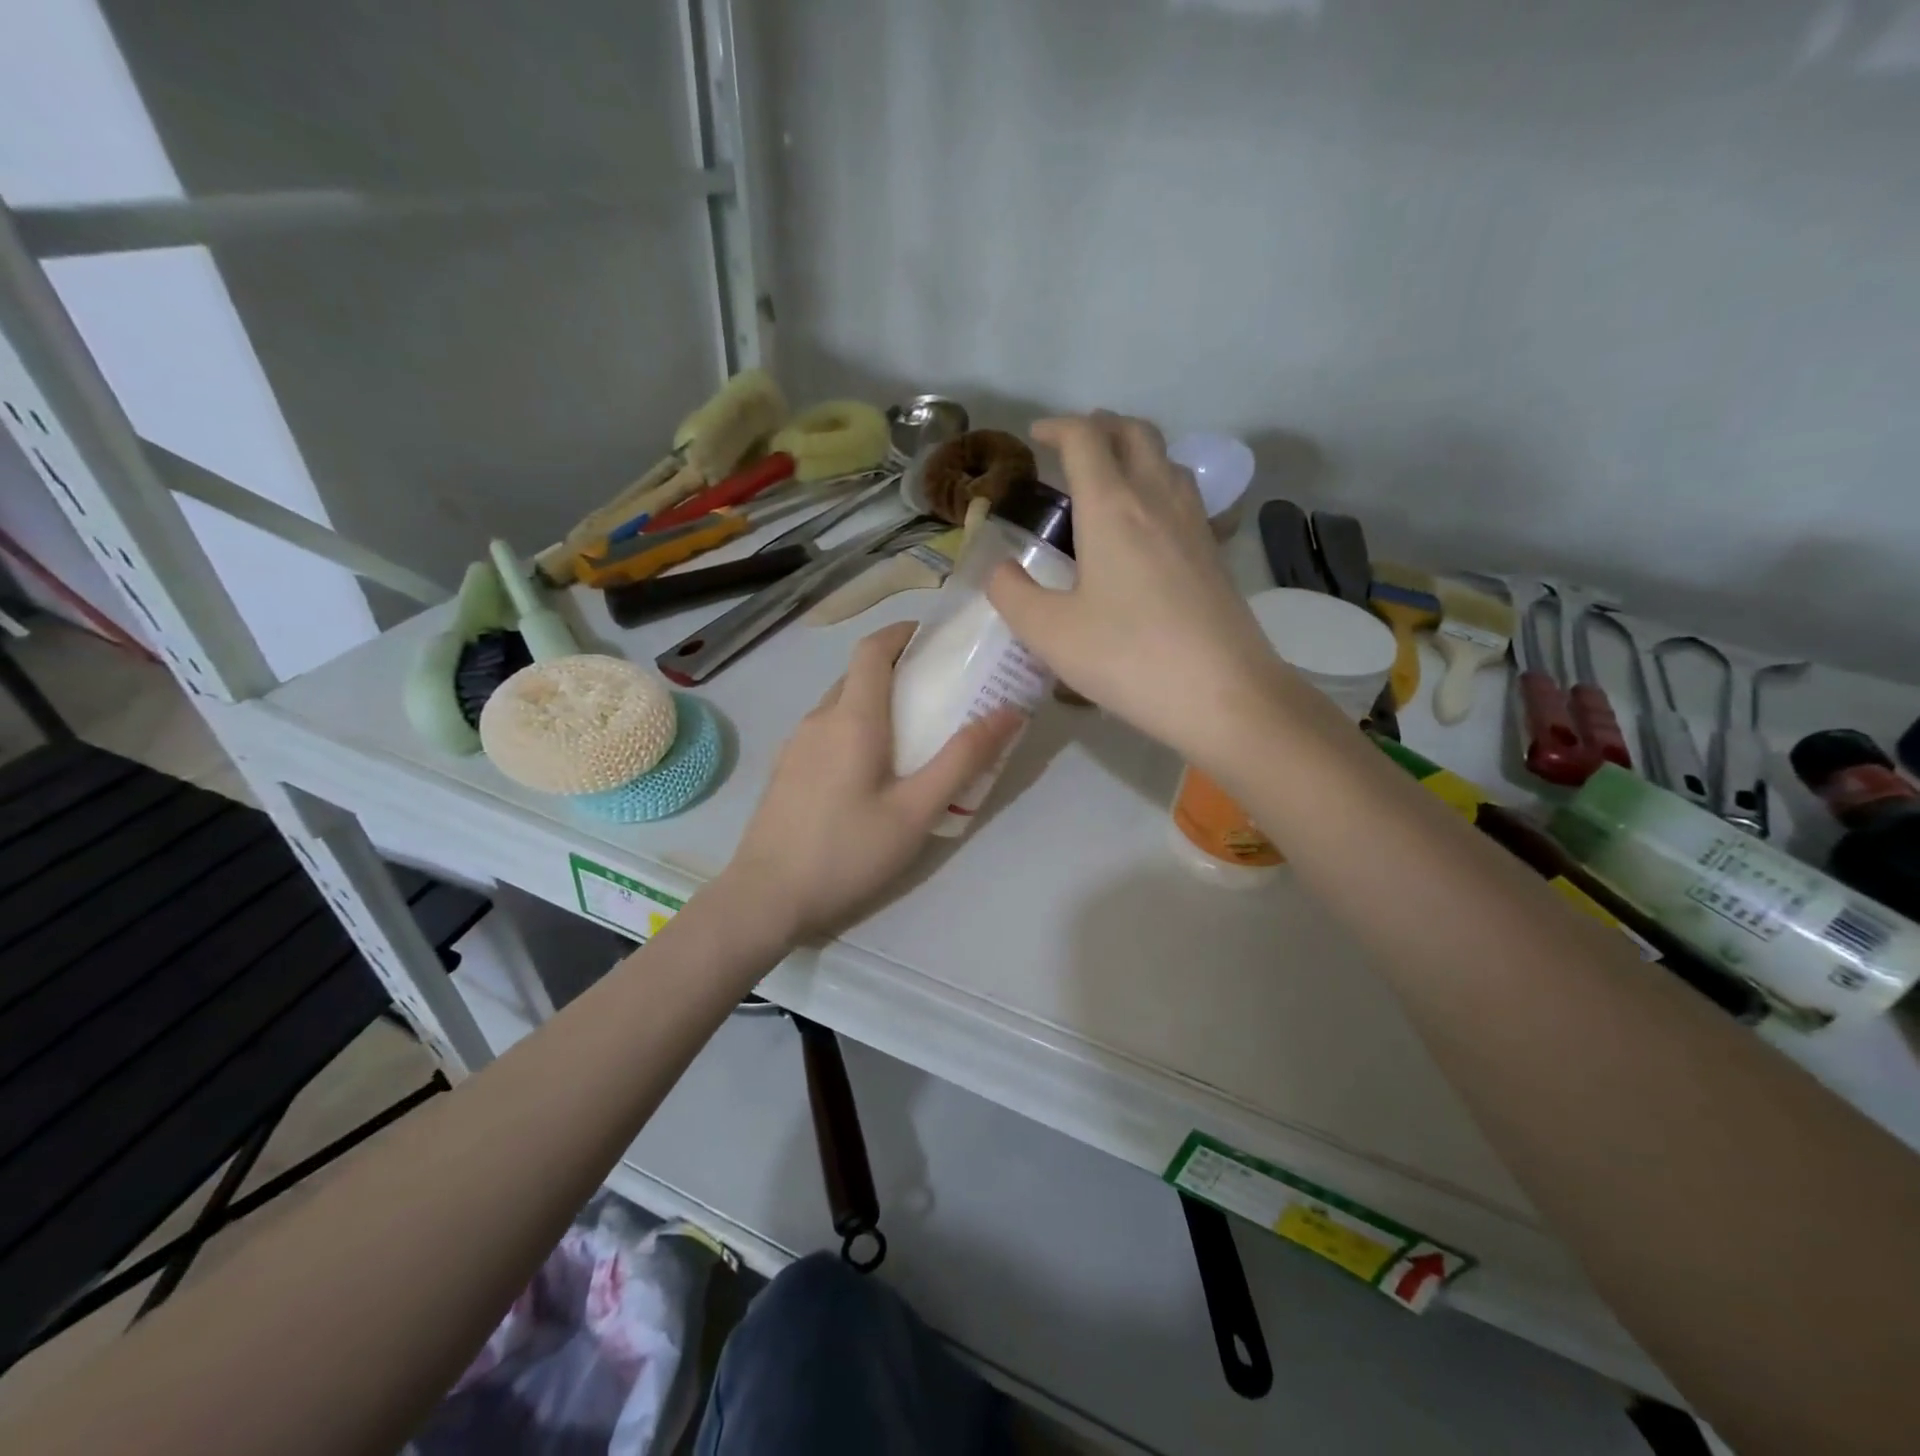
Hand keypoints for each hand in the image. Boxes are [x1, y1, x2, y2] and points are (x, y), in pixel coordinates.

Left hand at [723, 623, 1020, 941]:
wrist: (765, 897)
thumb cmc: (847, 851)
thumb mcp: (916, 811)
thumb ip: (963, 759)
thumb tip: (1009, 711)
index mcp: (852, 718)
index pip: (872, 649)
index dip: (902, 633)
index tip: (934, 638)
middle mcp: (818, 719)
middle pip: (857, 675)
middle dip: (896, 669)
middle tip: (937, 691)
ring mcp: (795, 745)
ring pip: (839, 704)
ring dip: (874, 701)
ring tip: (910, 733)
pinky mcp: (785, 771)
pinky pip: (825, 731)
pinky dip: (853, 728)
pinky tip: (870, 771)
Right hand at [986, 412, 1294, 768]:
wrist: (1222, 695)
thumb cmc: (1128, 658)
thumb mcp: (1050, 633)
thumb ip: (1012, 594)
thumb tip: (999, 569)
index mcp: (1112, 508)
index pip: (1085, 438)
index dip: (1057, 427)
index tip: (1036, 438)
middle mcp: (1157, 500)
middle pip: (1134, 433)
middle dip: (1100, 427)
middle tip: (1072, 447)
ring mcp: (1194, 524)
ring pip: (1166, 460)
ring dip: (1134, 452)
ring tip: (1108, 480)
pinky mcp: (1214, 553)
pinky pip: (1185, 495)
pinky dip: (1158, 487)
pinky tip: (1147, 526)